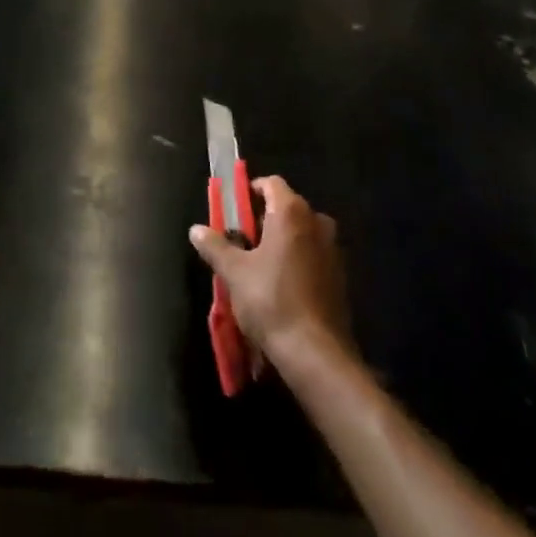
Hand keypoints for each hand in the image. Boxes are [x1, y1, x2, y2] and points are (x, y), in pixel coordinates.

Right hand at [188, 176, 349, 362]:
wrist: (316, 353)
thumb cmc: (271, 301)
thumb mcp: (234, 272)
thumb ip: (215, 246)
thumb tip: (196, 229)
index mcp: (291, 212)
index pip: (271, 184)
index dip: (250, 191)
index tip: (233, 211)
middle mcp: (317, 222)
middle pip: (286, 207)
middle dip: (262, 219)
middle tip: (240, 240)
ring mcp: (333, 249)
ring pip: (301, 232)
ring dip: (280, 240)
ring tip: (257, 264)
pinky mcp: (340, 275)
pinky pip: (313, 254)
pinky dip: (296, 259)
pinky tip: (280, 284)